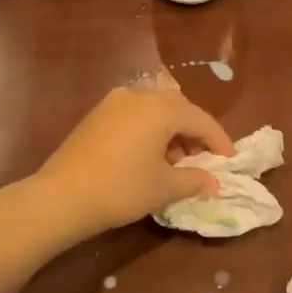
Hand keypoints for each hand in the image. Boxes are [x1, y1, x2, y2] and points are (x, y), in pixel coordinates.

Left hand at [33, 86, 234, 237]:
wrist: (61, 197)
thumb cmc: (121, 188)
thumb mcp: (164, 187)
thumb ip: (194, 180)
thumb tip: (213, 181)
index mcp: (161, 108)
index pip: (201, 120)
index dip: (219, 141)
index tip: (230, 160)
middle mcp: (139, 95)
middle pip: (178, 109)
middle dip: (194, 134)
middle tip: (203, 160)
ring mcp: (113, 102)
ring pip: (154, 111)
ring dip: (170, 132)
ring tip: (175, 163)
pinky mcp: (95, 115)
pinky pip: (134, 116)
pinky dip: (148, 131)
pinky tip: (148, 157)